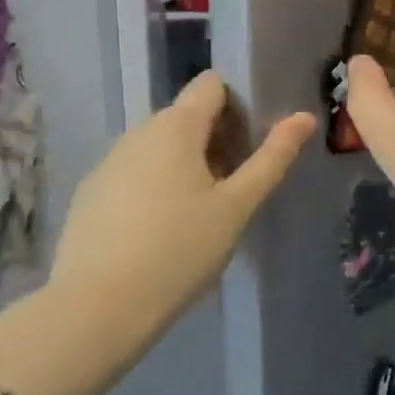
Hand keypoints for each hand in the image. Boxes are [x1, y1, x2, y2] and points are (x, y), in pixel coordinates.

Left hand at [52, 70, 314, 330]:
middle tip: (236, 186)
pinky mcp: (89, 194)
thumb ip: (272, 158)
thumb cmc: (179, 250)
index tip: (252, 142)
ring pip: (159, 147)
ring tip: (201, 213)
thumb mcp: (237, 207)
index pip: (212, 84)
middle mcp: (138, 132)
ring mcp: (108, 162)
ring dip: (185, 165)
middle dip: (216, 139)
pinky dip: (154, 187)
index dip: (238, 103)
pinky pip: (133, 174)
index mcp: (176, 125)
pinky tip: (161, 232)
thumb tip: (304, 117)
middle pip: (186, 116)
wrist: (96, 310)